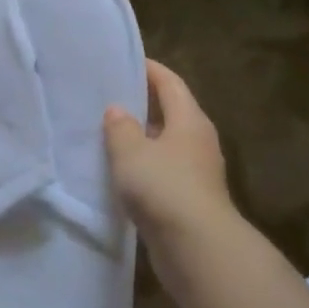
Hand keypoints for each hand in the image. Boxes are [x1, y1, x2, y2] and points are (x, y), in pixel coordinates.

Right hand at [103, 61, 238, 247]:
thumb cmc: (164, 187)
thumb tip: (118, 110)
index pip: (170, 83)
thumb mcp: (131, 152)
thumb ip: (120, 127)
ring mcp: (197, 172)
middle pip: (171, 112)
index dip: (150, 70)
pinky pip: (164, 171)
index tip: (126, 61)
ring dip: (142, 138)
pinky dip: (144, 165)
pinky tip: (122, 172)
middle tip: (110, 96)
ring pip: (166, 144)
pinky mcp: (190, 199)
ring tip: (110, 133)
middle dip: (144, 103)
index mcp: (190, 120)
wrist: (197, 247)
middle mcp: (198, 141)